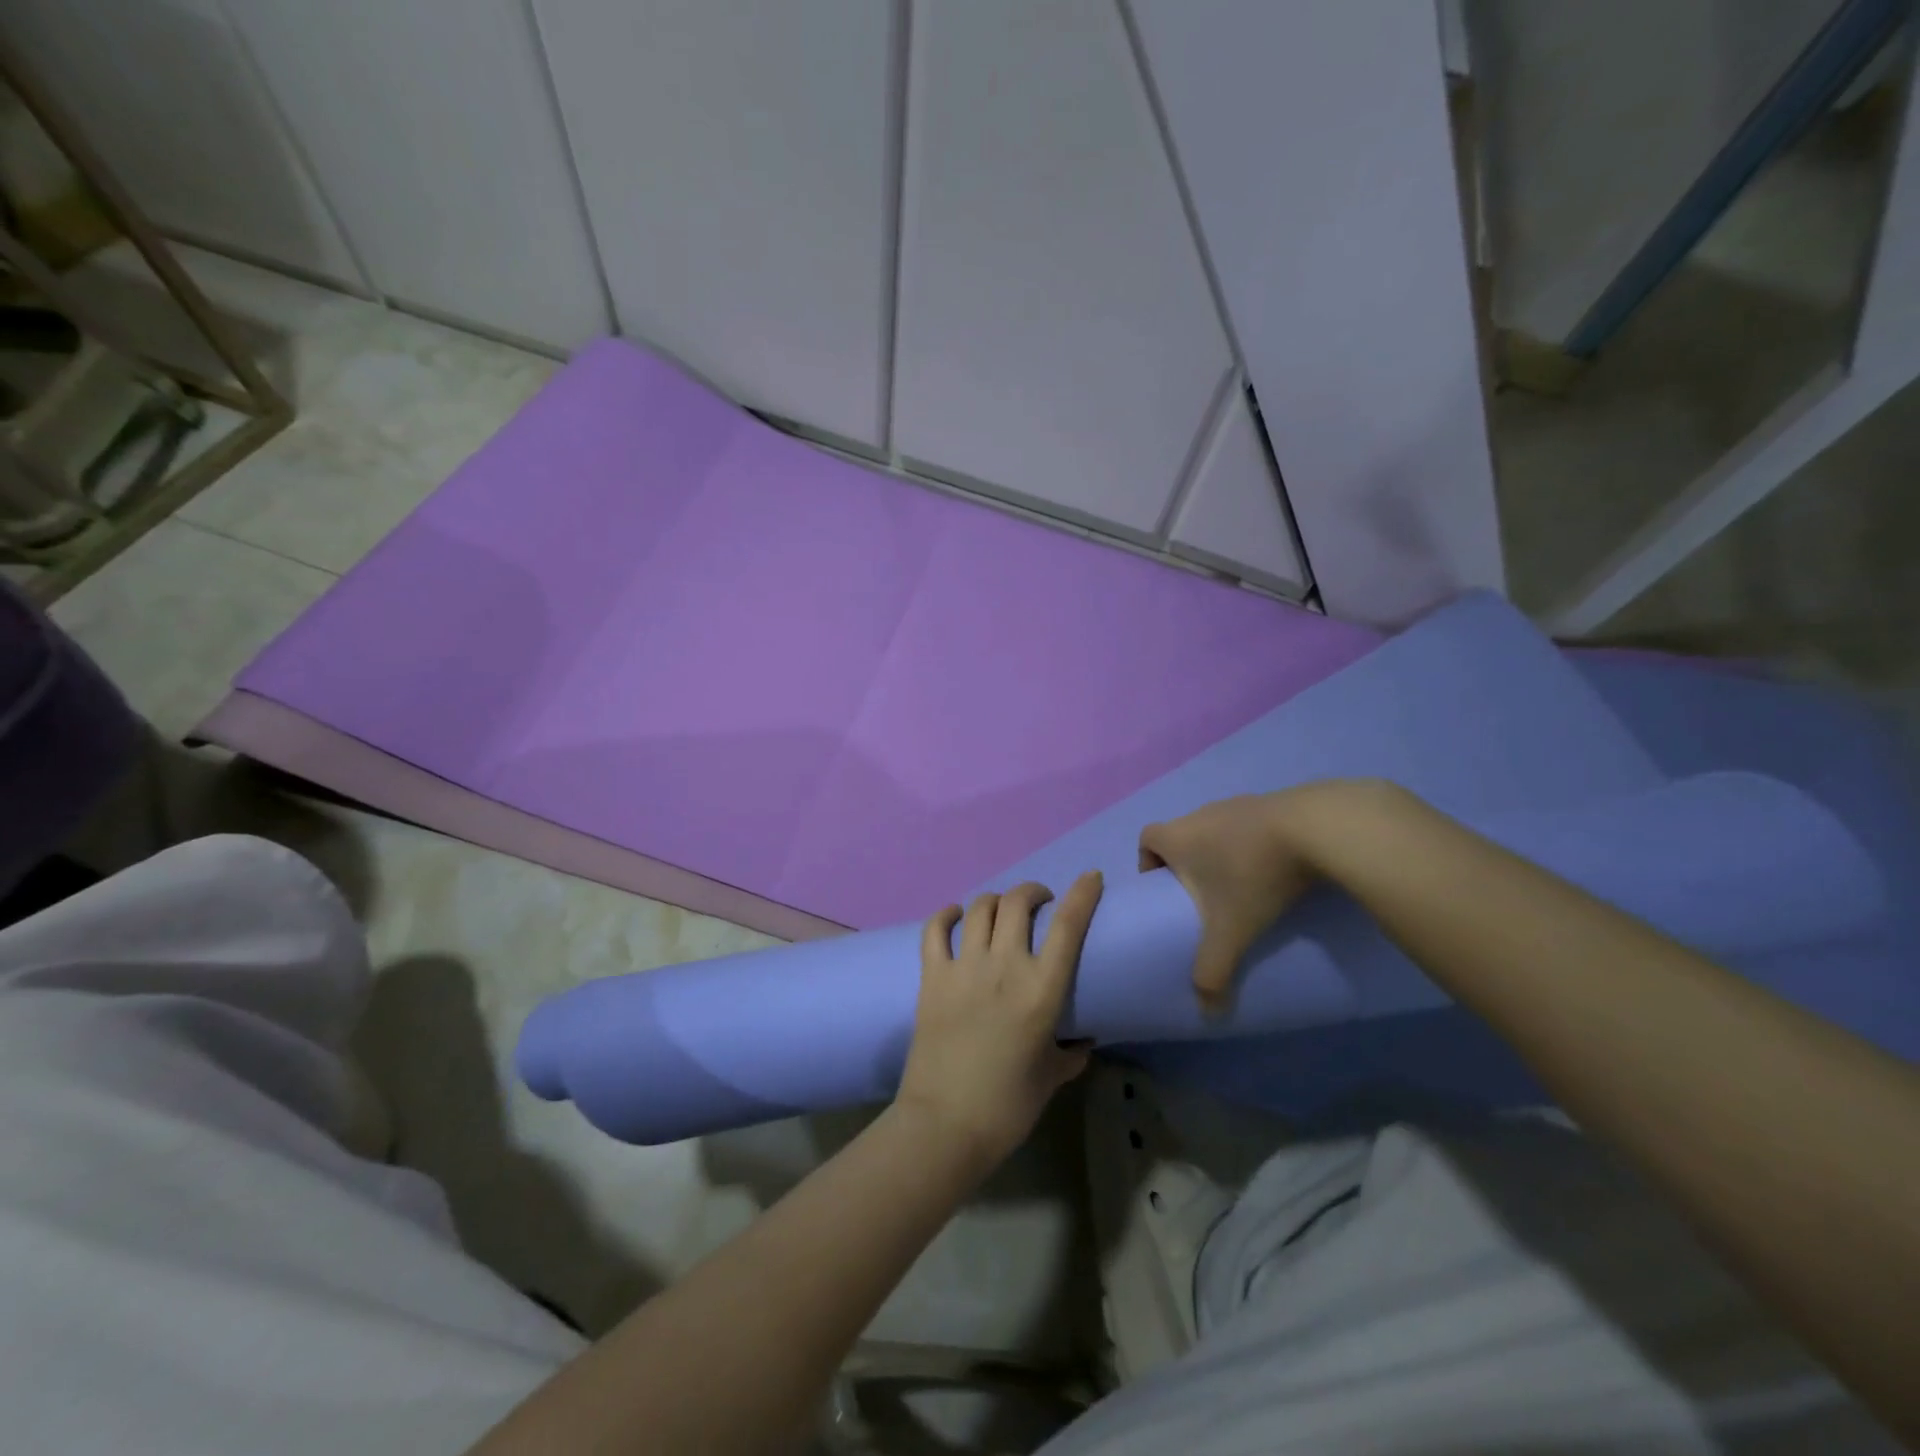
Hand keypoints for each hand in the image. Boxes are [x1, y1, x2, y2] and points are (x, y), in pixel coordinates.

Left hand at [897, 874, 1102, 1167]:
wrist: (945, 1125)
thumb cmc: (1007, 1106)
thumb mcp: (1052, 1076)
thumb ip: (1071, 1050)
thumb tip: (1081, 1036)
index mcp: (1040, 990)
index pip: (1067, 926)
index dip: (1082, 894)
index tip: (1091, 878)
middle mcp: (1003, 967)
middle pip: (1018, 902)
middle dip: (1033, 891)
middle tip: (1040, 903)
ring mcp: (963, 967)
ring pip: (980, 908)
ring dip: (996, 900)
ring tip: (1001, 911)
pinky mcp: (931, 976)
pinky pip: (935, 929)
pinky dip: (946, 915)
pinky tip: (955, 915)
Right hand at [1139, 791, 1320, 1010]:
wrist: (1317, 828)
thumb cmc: (1254, 875)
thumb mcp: (1231, 930)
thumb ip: (1213, 970)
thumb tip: (1207, 1013)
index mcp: (1178, 836)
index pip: (1146, 838)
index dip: (1148, 862)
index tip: (1165, 890)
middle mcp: (1201, 813)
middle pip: (1182, 834)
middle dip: (1188, 864)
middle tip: (1205, 897)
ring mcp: (1238, 804)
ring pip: (1217, 829)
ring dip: (1223, 852)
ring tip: (1245, 885)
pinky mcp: (1273, 802)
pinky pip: (1251, 824)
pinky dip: (1255, 843)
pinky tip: (1278, 868)